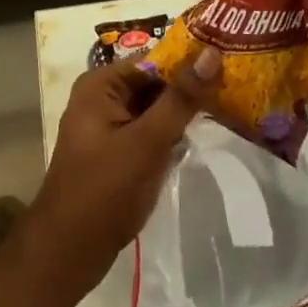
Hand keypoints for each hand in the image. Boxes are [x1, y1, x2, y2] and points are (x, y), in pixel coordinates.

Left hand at [26, 51, 220, 298]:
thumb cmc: (105, 191)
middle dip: (191, 87)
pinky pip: (150, 131)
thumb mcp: (147, 141)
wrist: (68, 254)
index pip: (155, 59)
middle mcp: (102, 97)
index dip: (192, 60)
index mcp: (102, 84)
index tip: (232, 61)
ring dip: (185, 111)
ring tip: (232, 104)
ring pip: (156, 108)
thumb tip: (211, 52)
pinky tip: (204, 135)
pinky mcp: (117, 152)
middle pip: (156, 82)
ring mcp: (109, 126)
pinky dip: (173, 133)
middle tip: (240, 85)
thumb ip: (181, 98)